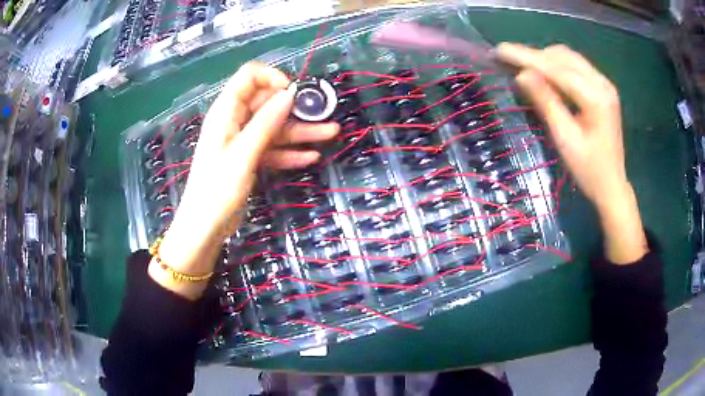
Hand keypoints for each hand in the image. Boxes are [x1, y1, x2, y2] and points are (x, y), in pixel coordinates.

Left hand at [151, 63, 338, 298]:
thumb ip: (265, 123)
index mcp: (226, 112)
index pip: (249, 77)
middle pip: (267, 103)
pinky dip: (290, 152)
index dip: (272, 78)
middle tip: (323, 115)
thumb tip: (290, 94)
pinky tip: (311, 157)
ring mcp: (242, 141)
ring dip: (300, 131)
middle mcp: (235, 121)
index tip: (294, 93)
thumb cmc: (217, 189)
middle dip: (295, 107)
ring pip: (274, 128)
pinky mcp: (248, 159)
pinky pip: (272, 149)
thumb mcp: (243, 154)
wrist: (205, 228)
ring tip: (331, 134)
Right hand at [496, 43, 647, 263]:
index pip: (557, 69)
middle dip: (534, 56)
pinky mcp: (602, 88)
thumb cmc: (589, 170)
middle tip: (508, 60)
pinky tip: (545, 75)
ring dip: (545, 59)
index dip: (527, 58)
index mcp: (596, 97)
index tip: (500, 50)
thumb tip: (522, 75)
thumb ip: (546, 102)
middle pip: (563, 57)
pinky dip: (557, 66)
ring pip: (569, 58)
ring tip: (523, 67)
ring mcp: (604, 84)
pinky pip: (575, 67)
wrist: (612, 185)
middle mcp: (602, 83)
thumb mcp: (565, 138)